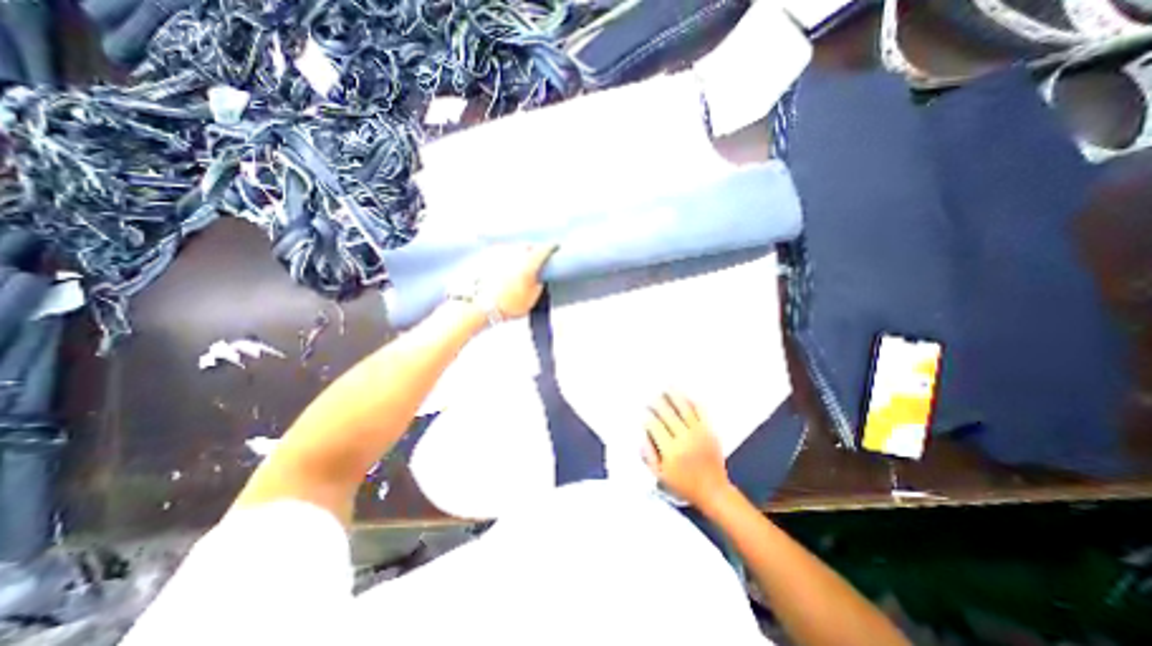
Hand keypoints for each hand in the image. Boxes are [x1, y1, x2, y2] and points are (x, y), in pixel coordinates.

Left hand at [464, 244, 560, 321]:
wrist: (480, 306)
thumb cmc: (509, 304)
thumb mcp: (532, 298)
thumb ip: (539, 284)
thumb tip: (539, 277)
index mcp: (530, 262)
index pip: (544, 249)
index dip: (551, 247)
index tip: (555, 247)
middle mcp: (515, 253)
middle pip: (528, 245)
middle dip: (534, 249)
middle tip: (537, 255)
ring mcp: (499, 253)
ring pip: (514, 247)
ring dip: (519, 251)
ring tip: (520, 260)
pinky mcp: (486, 257)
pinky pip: (500, 252)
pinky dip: (505, 256)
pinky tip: (504, 264)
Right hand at [644, 394, 731, 509]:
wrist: (714, 491)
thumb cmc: (684, 485)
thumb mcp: (660, 476)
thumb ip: (648, 455)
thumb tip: (642, 436)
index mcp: (671, 451)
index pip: (655, 426)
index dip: (647, 417)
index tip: (643, 411)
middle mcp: (684, 439)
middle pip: (668, 414)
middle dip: (657, 403)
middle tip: (651, 396)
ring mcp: (699, 434)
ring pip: (684, 409)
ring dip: (674, 396)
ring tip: (667, 386)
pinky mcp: (710, 432)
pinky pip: (701, 412)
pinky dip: (693, 402)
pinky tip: (686, 395)